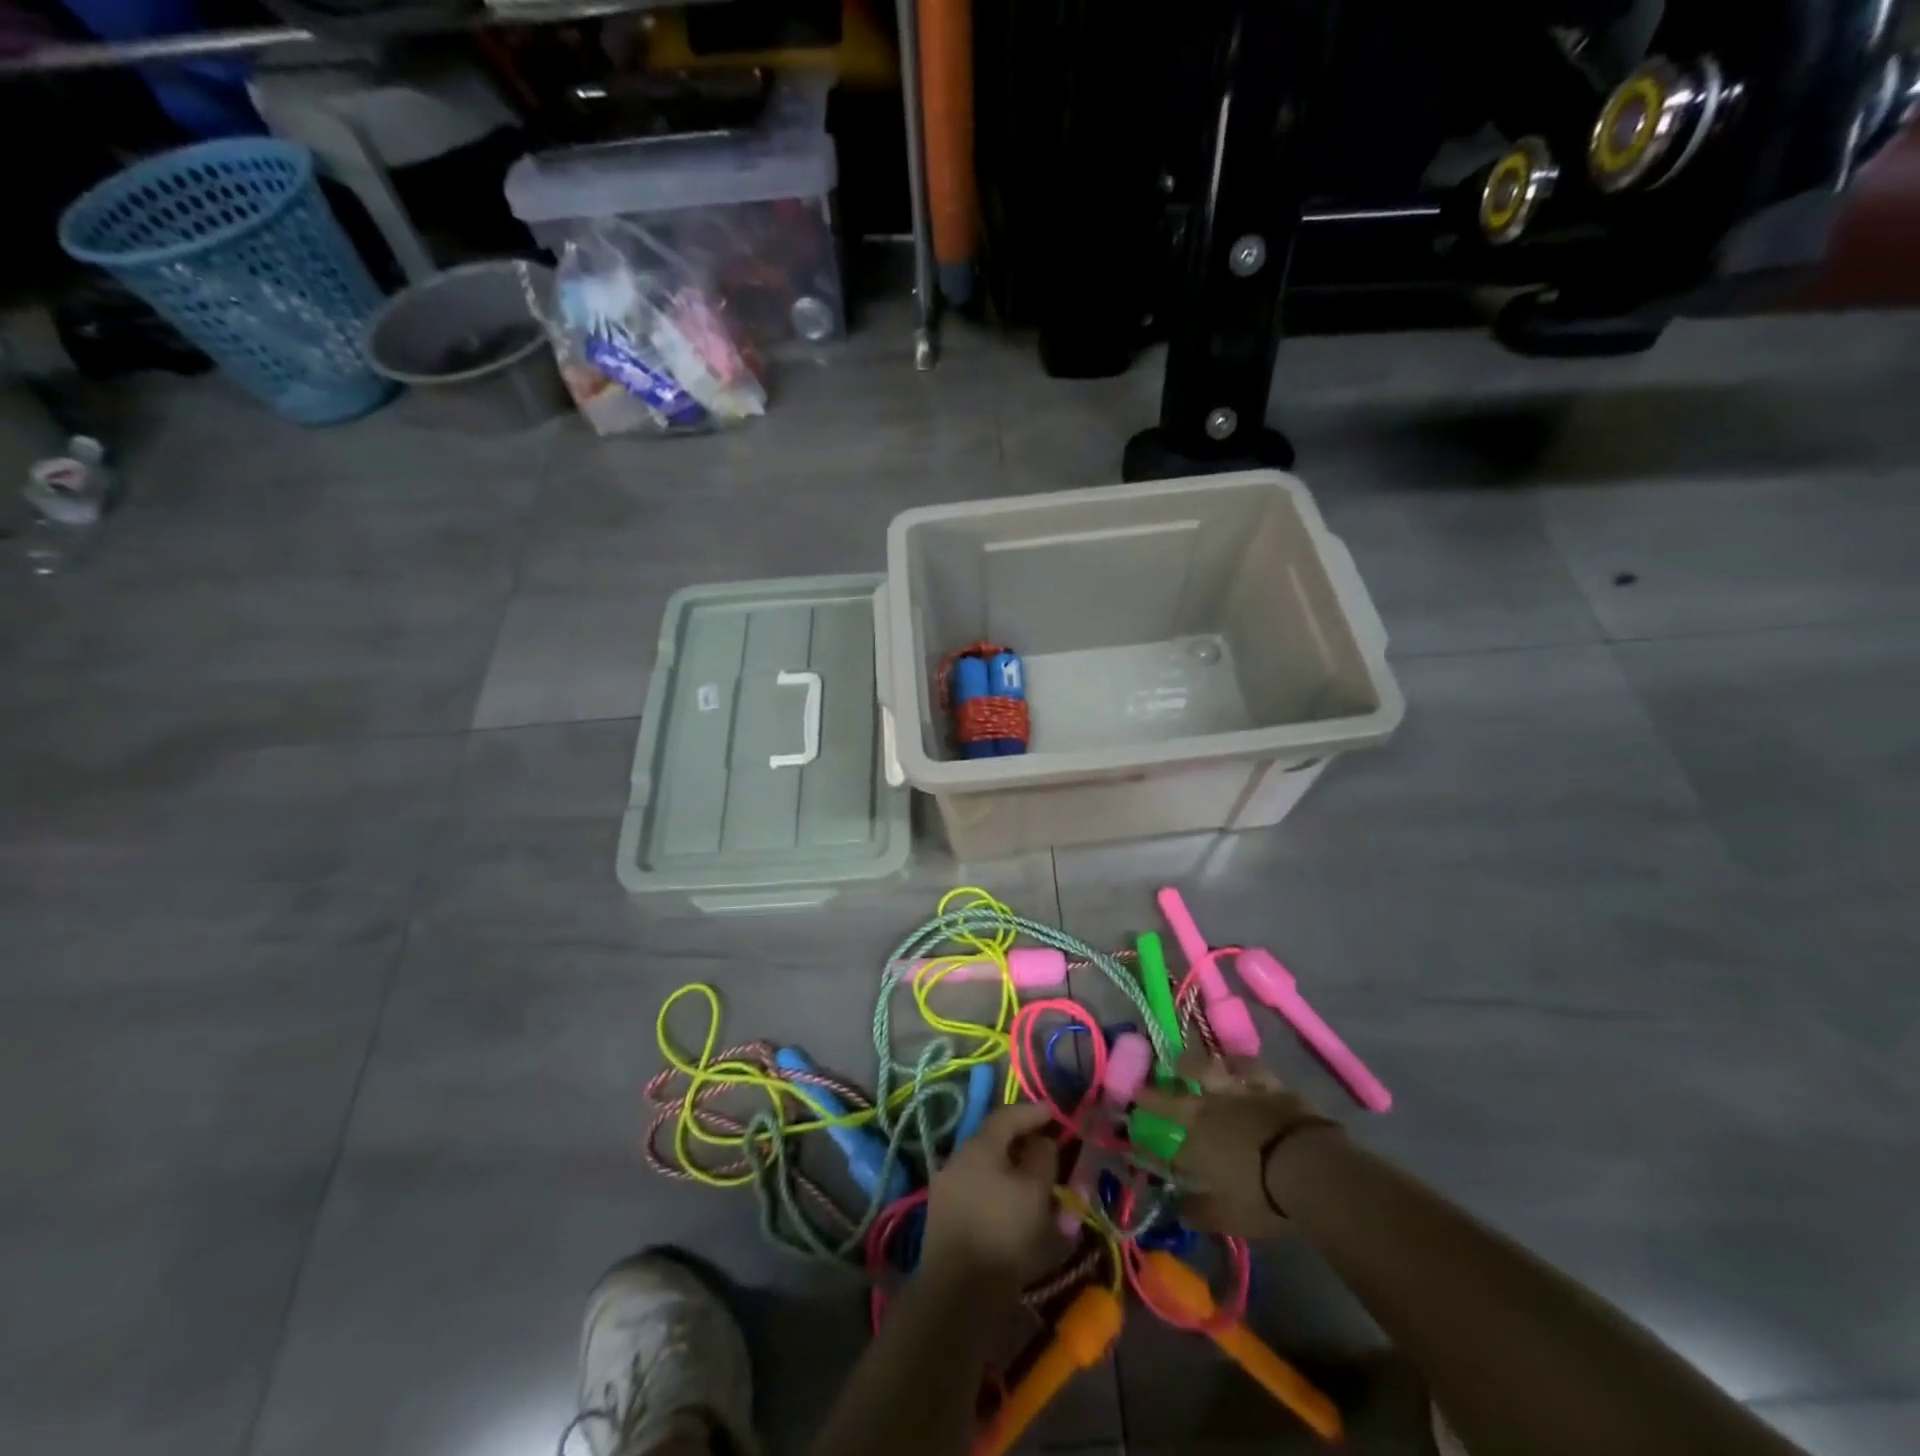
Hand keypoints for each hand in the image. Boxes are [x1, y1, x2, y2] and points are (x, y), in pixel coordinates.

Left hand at [921, 1102, 1059, 1286]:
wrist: (957, 1293)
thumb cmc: (1003, 1233)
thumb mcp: (1035, 1193)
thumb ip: (1042, 1159)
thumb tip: (1041, 1141)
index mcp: (979, 1145)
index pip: (1007, 1116)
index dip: (1033, 1112)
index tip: (1054, 1113)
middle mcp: (958, 1157)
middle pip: (994, 1140)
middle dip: (1021, 1140)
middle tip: (1047, 1147)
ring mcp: (946, 1186)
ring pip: (985, 1166)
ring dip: (1010, 1167)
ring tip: (1034, 1180)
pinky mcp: (943, 1215)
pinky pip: (977, 1188)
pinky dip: (997, 1188)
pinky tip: (1012, 1205)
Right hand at [1134, 1050, 1340, 1239]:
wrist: (1307, 1165)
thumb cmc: (1264, 1197)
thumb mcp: (1229, 1217)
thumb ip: (1200, 1212)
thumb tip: (1179, 1210)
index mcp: (1195, 1141)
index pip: (1163, 1136)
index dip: (1146, 1133)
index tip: (1131, 1127)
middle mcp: (1208, 1109)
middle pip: (1175, 1096)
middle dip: (1155, 1092)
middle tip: (1144, 1085)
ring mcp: (1236, 1091)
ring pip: (1205, 1069)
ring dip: (1191, 1066)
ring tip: (1183, 1062)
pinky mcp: (1266, 1083)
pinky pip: (1244, 1065)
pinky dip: (1235, 1063)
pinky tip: (1232, 1061)